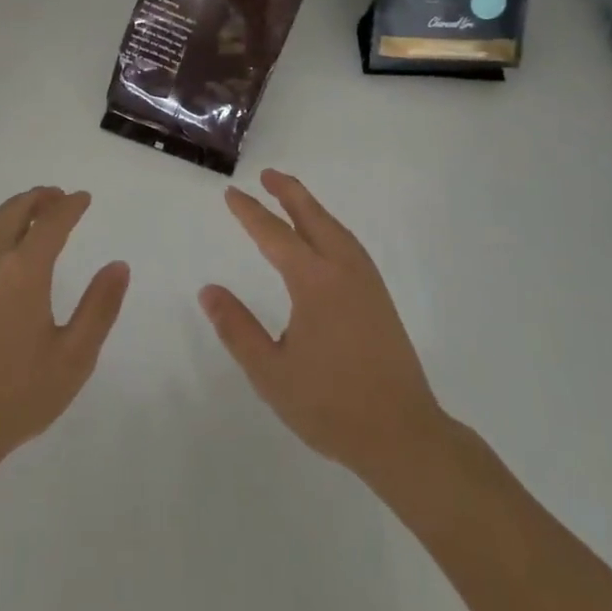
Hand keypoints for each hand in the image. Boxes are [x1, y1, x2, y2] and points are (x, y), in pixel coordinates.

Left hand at [0, 187, 129, 471]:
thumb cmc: (16, 394)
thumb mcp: (73, 357)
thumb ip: (99, 308)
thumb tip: (118, 266)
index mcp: (23, 270)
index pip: (51, 222)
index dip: (69, 206)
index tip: (83, 198)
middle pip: (12, 213)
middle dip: (37, 200)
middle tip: (55, 197)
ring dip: (10, 212)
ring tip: (27, 214)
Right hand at [200, 169, 450, 489]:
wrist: (403, 435)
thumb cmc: (331, 406)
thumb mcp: (271, 373)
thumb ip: (238, 329)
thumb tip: (208, 290)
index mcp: (314, 283)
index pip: (275, 236)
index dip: (250, 213)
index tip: (231, 194)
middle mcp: (343, 271)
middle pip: (313, 218)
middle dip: (289, 193)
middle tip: (267, 175)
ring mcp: (367, 283)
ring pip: (336, 229)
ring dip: (312, 207)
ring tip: (292, 197)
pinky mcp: (380, 299)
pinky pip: (350, 245)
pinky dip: (330, 227)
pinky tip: (325, 239)